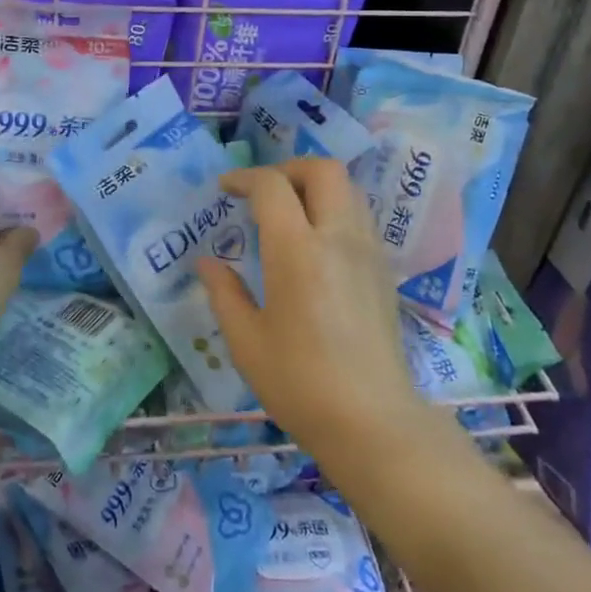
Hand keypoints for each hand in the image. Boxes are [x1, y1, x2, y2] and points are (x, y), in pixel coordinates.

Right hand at [198, 159, 425, 454]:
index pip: (272, 187)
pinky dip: (334, 211)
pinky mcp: (384, 271)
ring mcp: (368, 252)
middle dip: (288, 169)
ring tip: (288, 214)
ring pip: (348, 189)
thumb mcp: (246, 342)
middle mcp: (338, 239)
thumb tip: (207, 263)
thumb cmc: (300, 383)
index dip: (244, 178)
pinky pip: (360, 217)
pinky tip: (315, 245)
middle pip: (324, 170)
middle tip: (262, 193)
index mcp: (297, 252)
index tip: (225, 190)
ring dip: (315, 188)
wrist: (373, 422)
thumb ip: (224, 293)